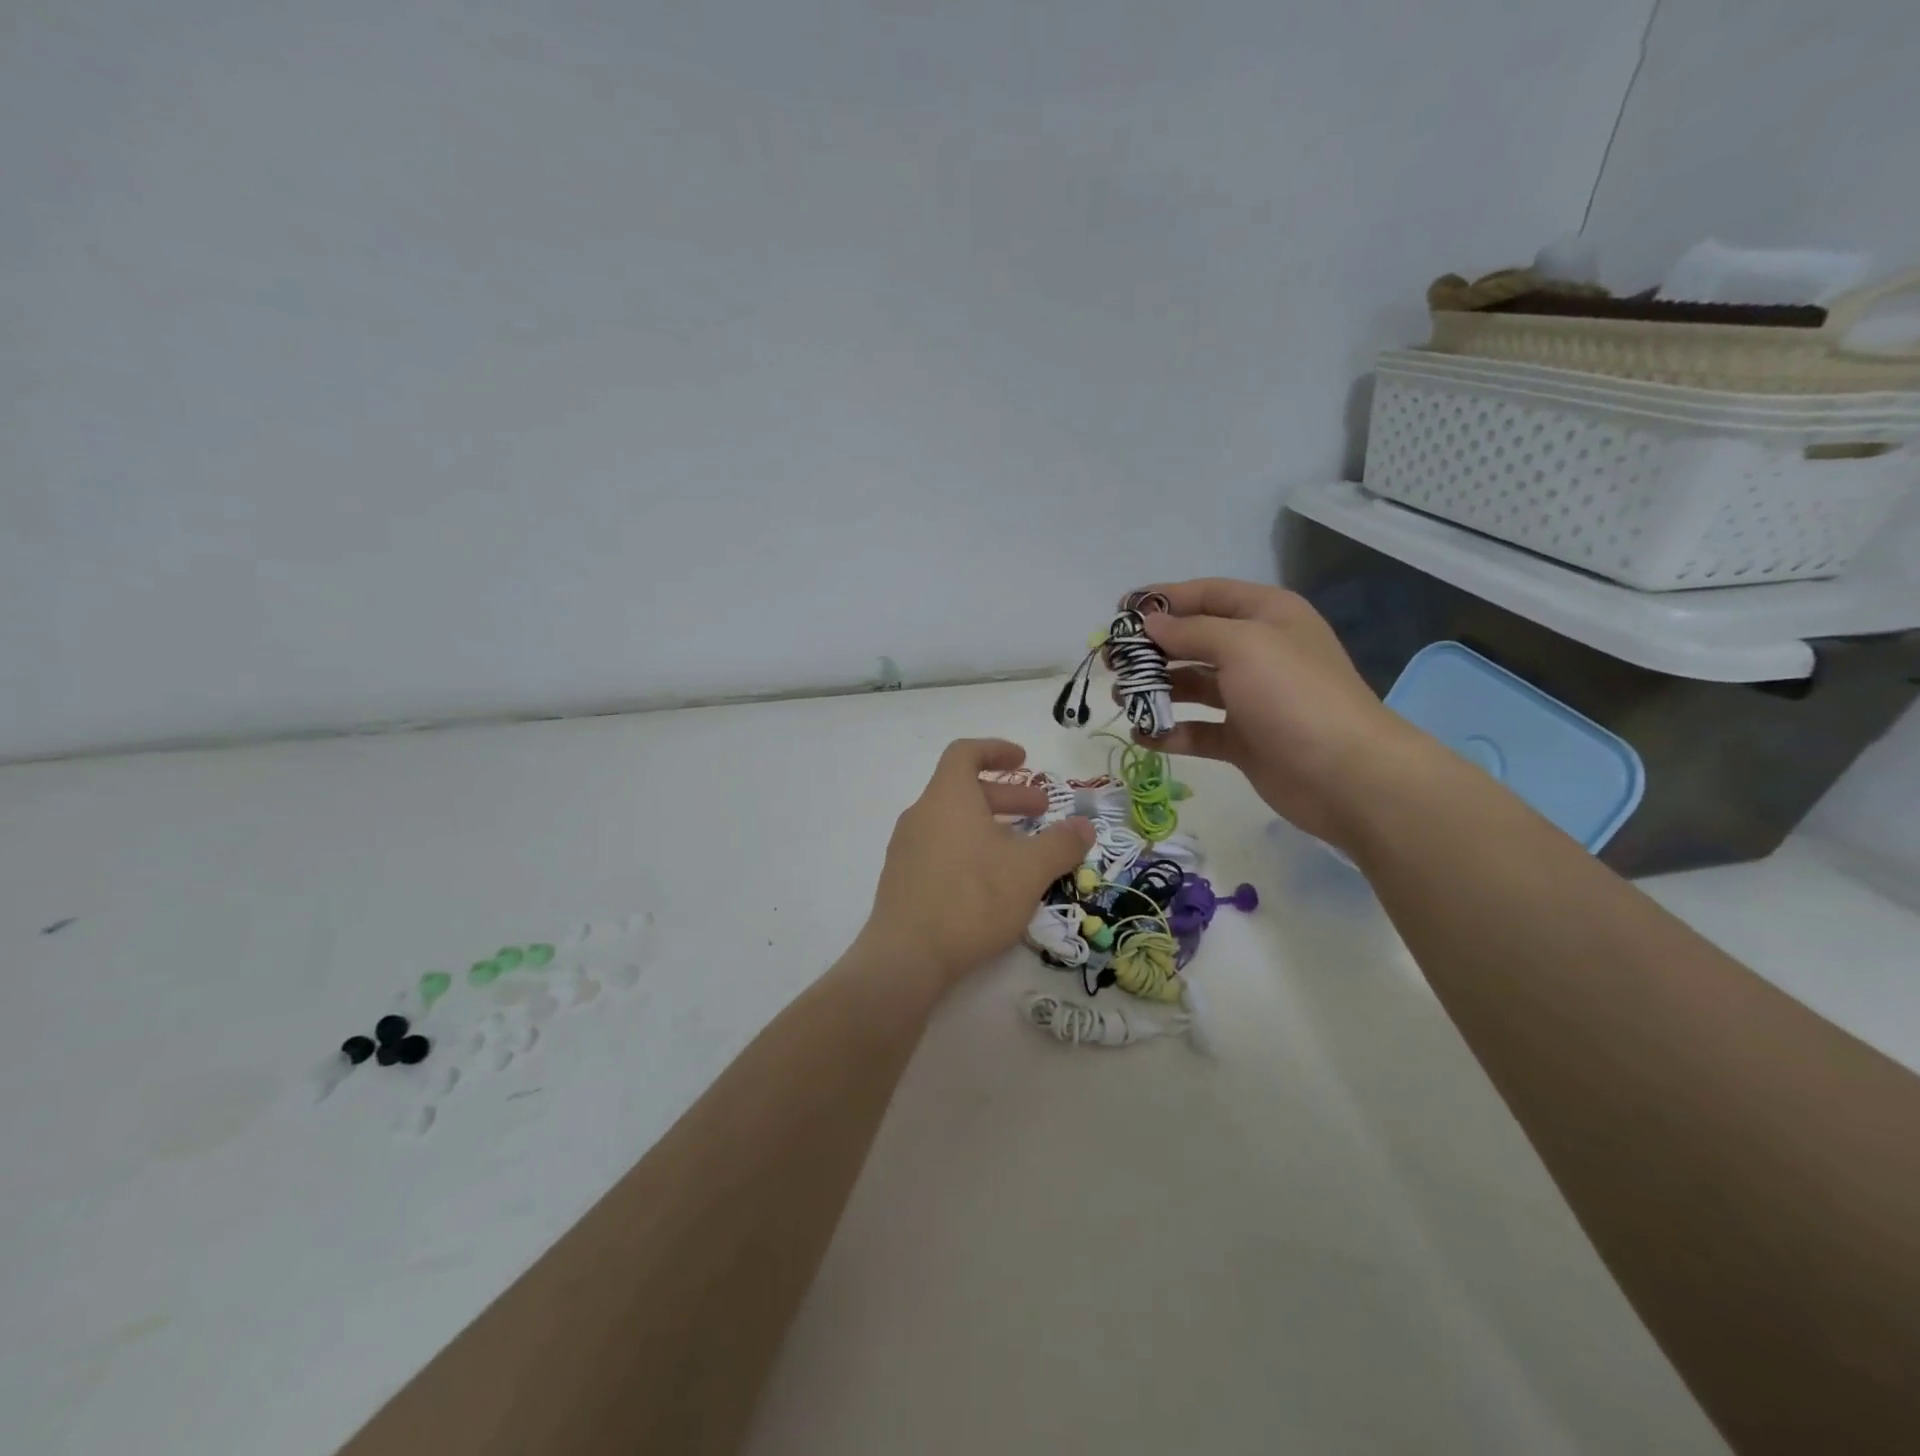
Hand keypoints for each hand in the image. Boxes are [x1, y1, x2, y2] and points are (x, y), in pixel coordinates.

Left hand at [861, 740, 1094, 994]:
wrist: (907, 956)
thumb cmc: (971, 898)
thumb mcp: (1029, 870)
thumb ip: (1061, 844)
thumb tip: (1084, 827)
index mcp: (947, 797)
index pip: (965, 752)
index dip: (996, 750)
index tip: (1024, 760)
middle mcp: (921, 814)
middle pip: (964, 790)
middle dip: (1007, 796)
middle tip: (1041, 812)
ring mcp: (907, 848)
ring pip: (954, 823)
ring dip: (990, 827)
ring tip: (1023, 851)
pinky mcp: (903, 879)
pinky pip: (941, 849)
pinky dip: (970, 850)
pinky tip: (992, 882)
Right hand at [1139, 579, 1435, 848]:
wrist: (1345, 774)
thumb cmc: (1293, 695)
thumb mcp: (1242, 645)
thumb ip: (1190, 631)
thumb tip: (1150, 623)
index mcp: (1266, 616)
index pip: (1206, 595)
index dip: (1163, 600)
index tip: (1120, 612)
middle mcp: (1258, 652)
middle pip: (1194, 641)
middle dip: (1152, 649)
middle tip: (1112, 662)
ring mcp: (1250, 698)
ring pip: (1192, 686)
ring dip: (1156, 690)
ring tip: (1120, 699)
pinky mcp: (1243, 740)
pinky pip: (1198, 729)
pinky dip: (1170, 732)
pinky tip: (1143, 736)